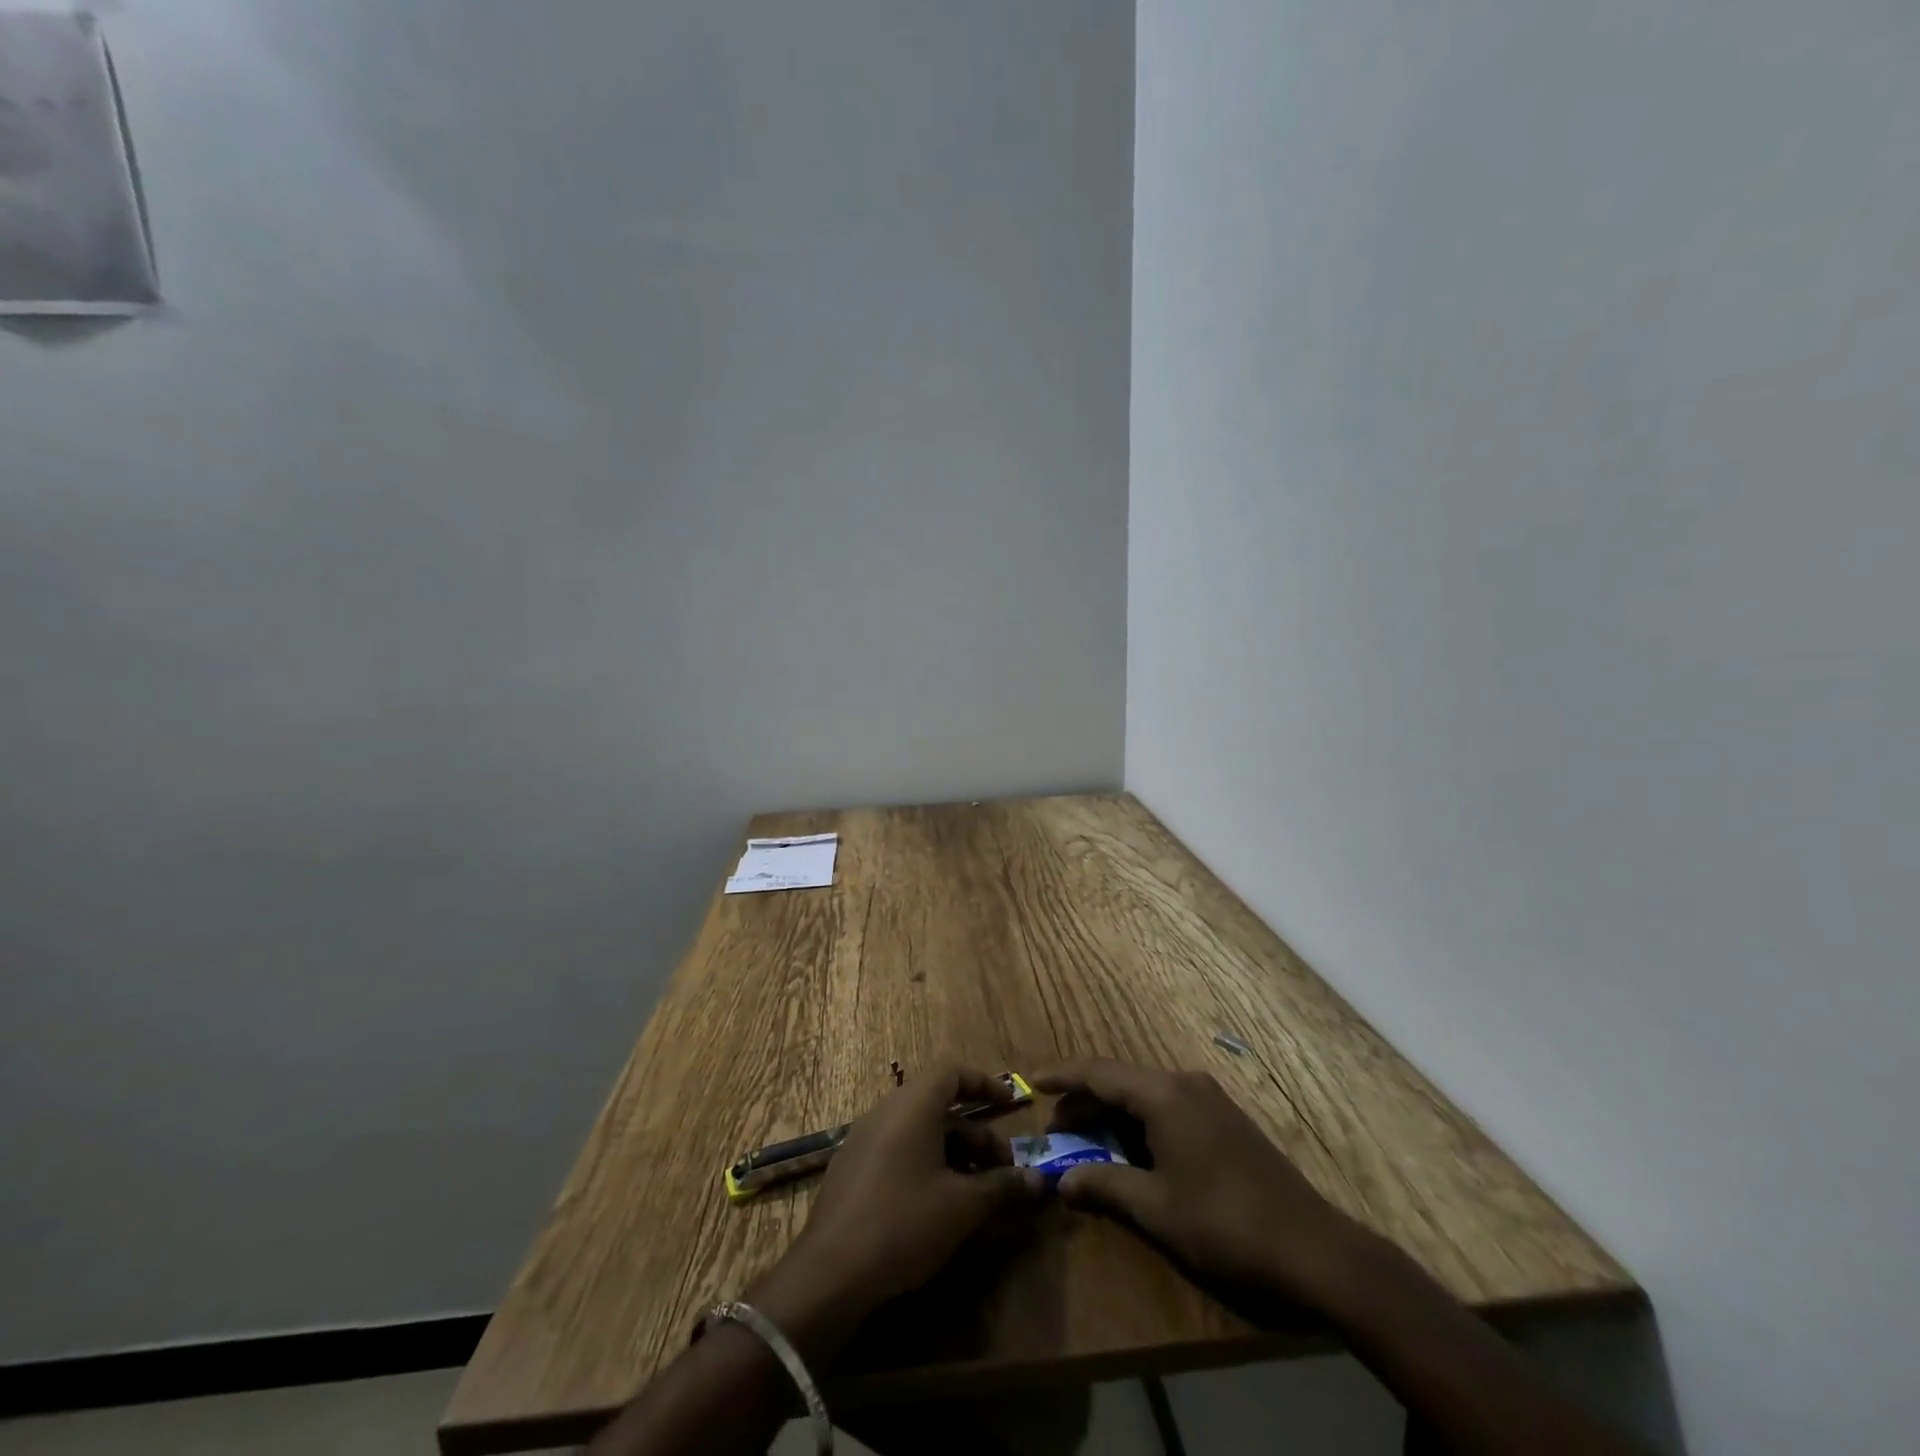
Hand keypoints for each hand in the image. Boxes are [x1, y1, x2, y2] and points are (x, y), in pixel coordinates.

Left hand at [748, 1065, 1043, 1364]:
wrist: (830, 1273)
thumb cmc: (904, 1222)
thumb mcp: (962, 1206)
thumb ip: (1002, 1187)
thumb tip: (1038, 1181)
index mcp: (912, 1105)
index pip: (952, 1071)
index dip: (984, 1083)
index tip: (1010, 1104)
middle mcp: (886, 1111)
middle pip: (939, 1105)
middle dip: (976, 1133)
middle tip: (1002, 1169)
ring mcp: (864, 1140)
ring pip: (919, 1131)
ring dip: (954, 1153)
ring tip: (977, 1193)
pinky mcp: (852, 1170)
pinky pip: (898, 1150)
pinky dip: (927, 1164)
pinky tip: (940, 1206)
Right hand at [1033, 1059, 1369, 1312]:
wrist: (1314, 1249)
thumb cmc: (1224, 1224)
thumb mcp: (1156, 1209)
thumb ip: (1104, 1186)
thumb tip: (1062, 1181)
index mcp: (1164, 1094)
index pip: (1099, 1073)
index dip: (1063, 1076)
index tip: (1031, 1081)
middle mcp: (1185, 1084)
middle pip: (1121, 1081)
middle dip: (1085, 1101)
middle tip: (1055, 1127)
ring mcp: (1210, 1100)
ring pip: (1146, 1095)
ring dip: (1113, 1114)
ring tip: (1088, 1141)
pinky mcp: (1226, 1121)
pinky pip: (1168, 1108)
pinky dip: (1141, 1123)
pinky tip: (1133, 1151)